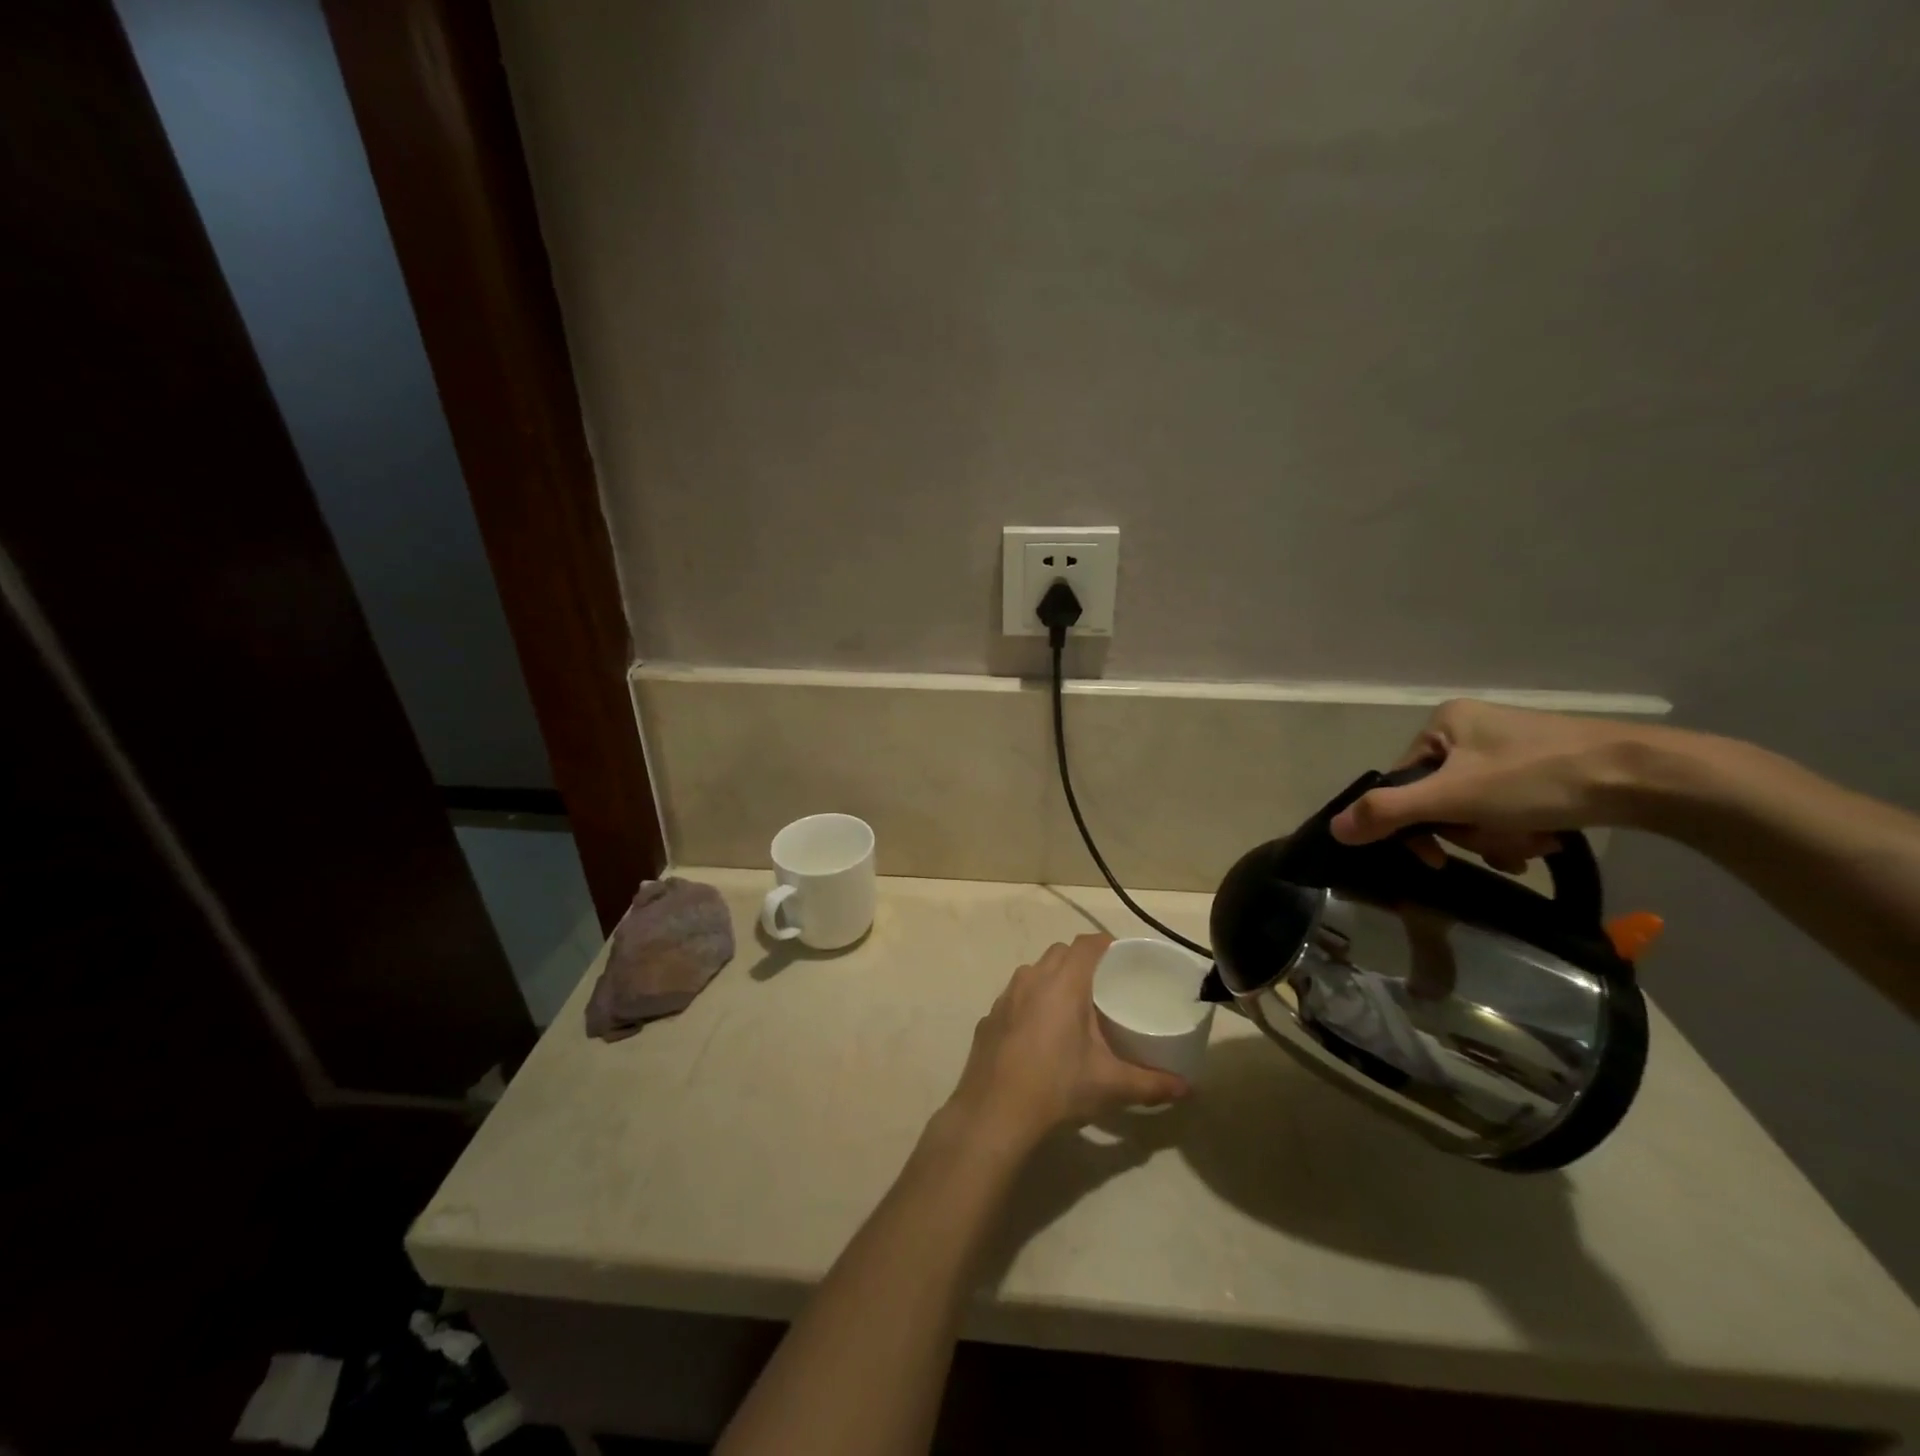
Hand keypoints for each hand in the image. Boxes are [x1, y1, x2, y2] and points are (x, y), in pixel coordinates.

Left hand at [945, 934, 1188, 1152]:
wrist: (994, 1114)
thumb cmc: (1057, 1088)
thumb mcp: (1111, 1086)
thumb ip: (1152, 1084)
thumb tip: (1187, 1088)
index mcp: (1063, 984)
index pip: (1087, 944)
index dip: (1106, 944)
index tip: (1123, 959)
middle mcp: (1032, 979)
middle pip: (1060, 953)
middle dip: (1082, 961)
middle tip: (1104, 988)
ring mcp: (1005, 997)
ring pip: (1034, 973)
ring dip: (1054, 980)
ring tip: (1073, 1010)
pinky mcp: (989, 1018)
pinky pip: (1015, 998)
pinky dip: (1030, 1004)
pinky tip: (1039, 1036)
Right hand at [1329, 700, 1648, 871]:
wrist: (1651, 777)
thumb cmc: (1541, 778)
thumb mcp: (1455, 798)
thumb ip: (1388, 812)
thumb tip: (1333, 829)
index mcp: (1444, 722)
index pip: (1403, 782)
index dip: (1415, 825)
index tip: (1438, 858)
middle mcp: (1471, 728)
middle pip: (1439, 798)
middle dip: (1466, 832)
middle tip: (1500, 849)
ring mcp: (1509, 747)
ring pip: (1474, 807)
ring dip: (1494, 836)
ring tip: (1530, 846)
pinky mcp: (1544, 766)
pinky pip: (1507, 805)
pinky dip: (1518, 828)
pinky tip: (1544, 840)